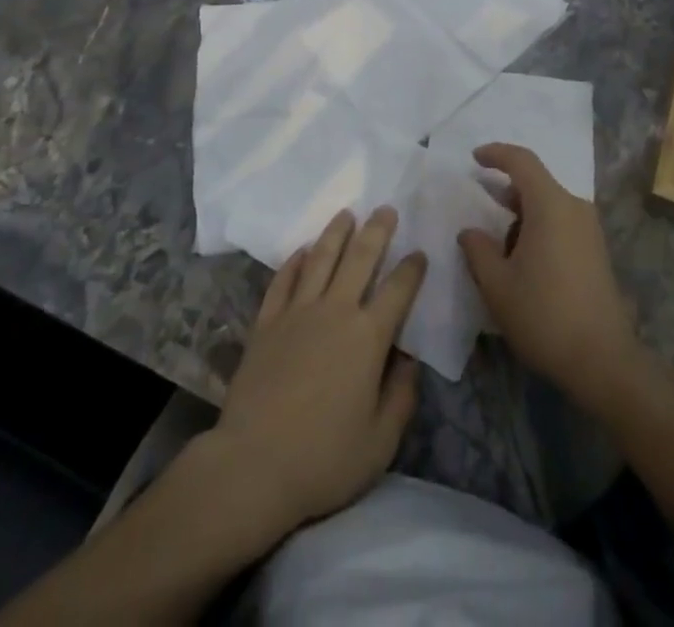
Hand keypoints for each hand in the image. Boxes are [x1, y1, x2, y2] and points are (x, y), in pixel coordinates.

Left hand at [208, 207, 426, 532]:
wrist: (254, 464)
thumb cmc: (324, 458)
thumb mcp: (381, 441)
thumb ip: (401, 395)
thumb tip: (410, 360)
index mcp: (368, 337)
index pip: (398, 290)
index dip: (412, 269)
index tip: (420, 253)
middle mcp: (335, 311)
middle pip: (360, 258)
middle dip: (376, 231)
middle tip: (386, 208)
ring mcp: (297, 312)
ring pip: (320, 258)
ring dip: (336, 232)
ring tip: (346, 213)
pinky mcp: (266, 322)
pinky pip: (283, 280)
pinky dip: (295, 262)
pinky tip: (302, 250)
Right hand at [459, 143, 644, 415]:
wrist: (603, 361)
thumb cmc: (544, 315)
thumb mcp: (497, 285)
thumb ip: (478, 250)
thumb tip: (470, 232)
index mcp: (550, 205)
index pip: (522, 161)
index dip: (496, 154)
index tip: (474, 158)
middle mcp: (574, 208)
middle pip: (536, 183)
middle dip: (506, 192)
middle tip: (482, 209)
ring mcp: (589, 230)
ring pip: (548, 206)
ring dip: (522, 216)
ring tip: (500, 250)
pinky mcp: (596, 251)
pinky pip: (561, 223)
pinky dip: (539, 229)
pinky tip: (524, 262)